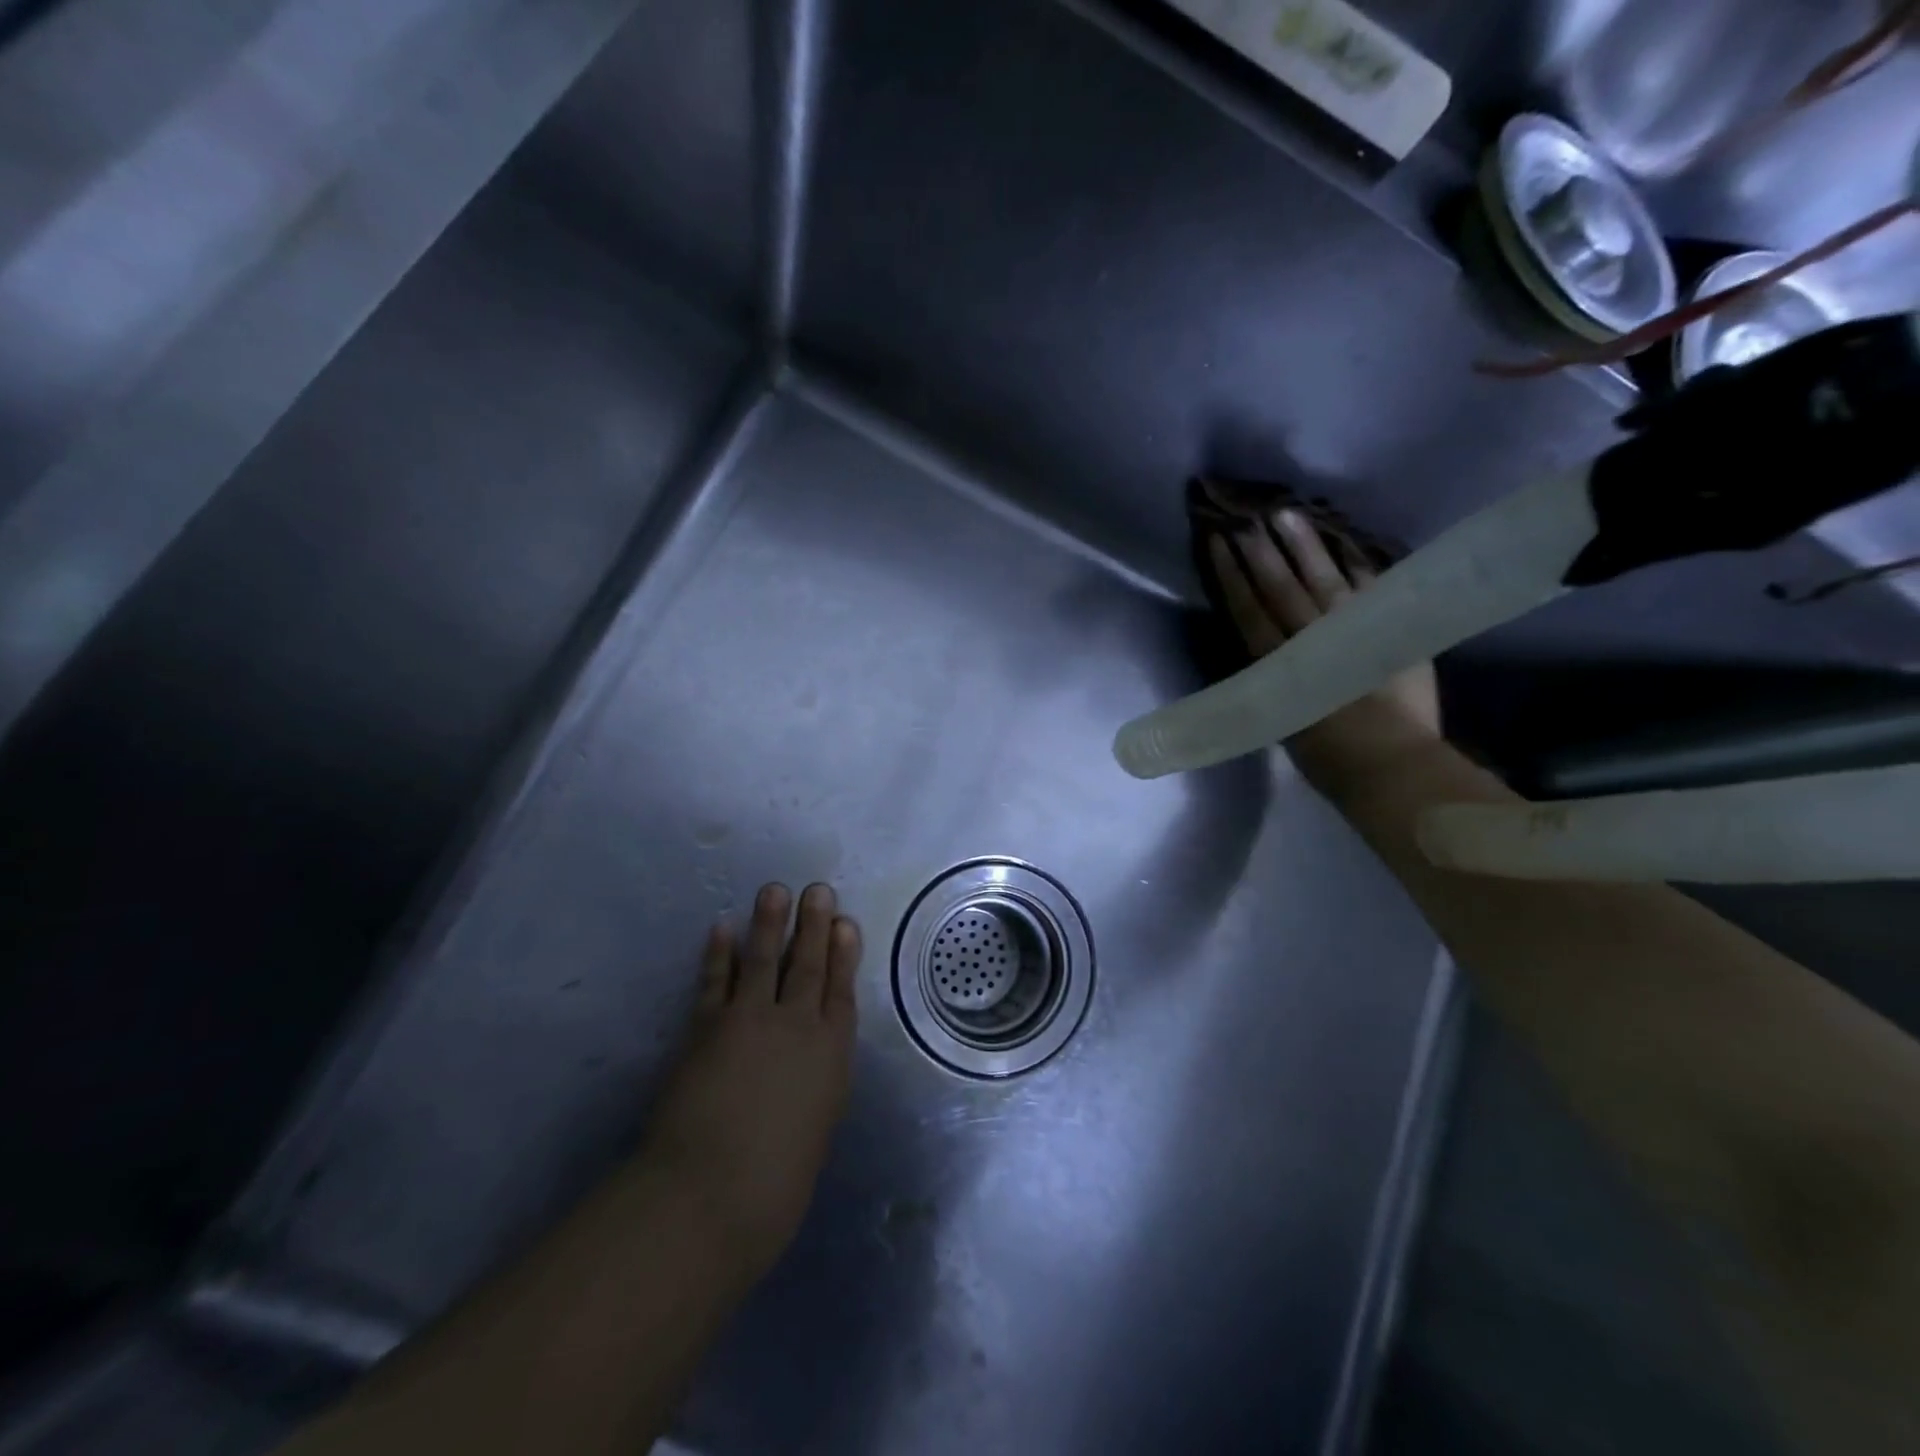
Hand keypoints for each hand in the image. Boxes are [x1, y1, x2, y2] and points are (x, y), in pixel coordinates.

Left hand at [635, 883, 861, 1280]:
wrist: (710, 1194)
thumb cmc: (775, 1183)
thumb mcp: (815, 1128)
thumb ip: (813, 1086)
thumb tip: (807, 1065)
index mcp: (829, 1055)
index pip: (840, 992)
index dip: (844, 955)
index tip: (845, 924)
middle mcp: (795, 1026)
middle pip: (808, 966)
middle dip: (814, 926)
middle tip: (817, 891)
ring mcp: (749, 1020)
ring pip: (764, 960)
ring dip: (769, 924)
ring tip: (775, 890)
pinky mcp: (706, 1026)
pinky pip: (714, 980)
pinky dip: (718, 953)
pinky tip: (721, 929)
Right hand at [1208, 508, 1442, 797]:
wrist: (1394, 765)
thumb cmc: (1328, 758)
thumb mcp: (1281, 721)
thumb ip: (1271, 682)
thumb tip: (1262, 651)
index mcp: (1279, 665)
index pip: (1248, 609)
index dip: (1231, 574)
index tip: (1217, 541)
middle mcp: (1313, 639)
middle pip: (1280, 587)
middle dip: (1259, 551)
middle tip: (1244, 516)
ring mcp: (1355, 630)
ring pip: (1323, 578)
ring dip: (1303, 545)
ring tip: (1286, 514)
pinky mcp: (1391, 630)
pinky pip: (1372, 588)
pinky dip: (1357, 564)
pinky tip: (1346, 542)